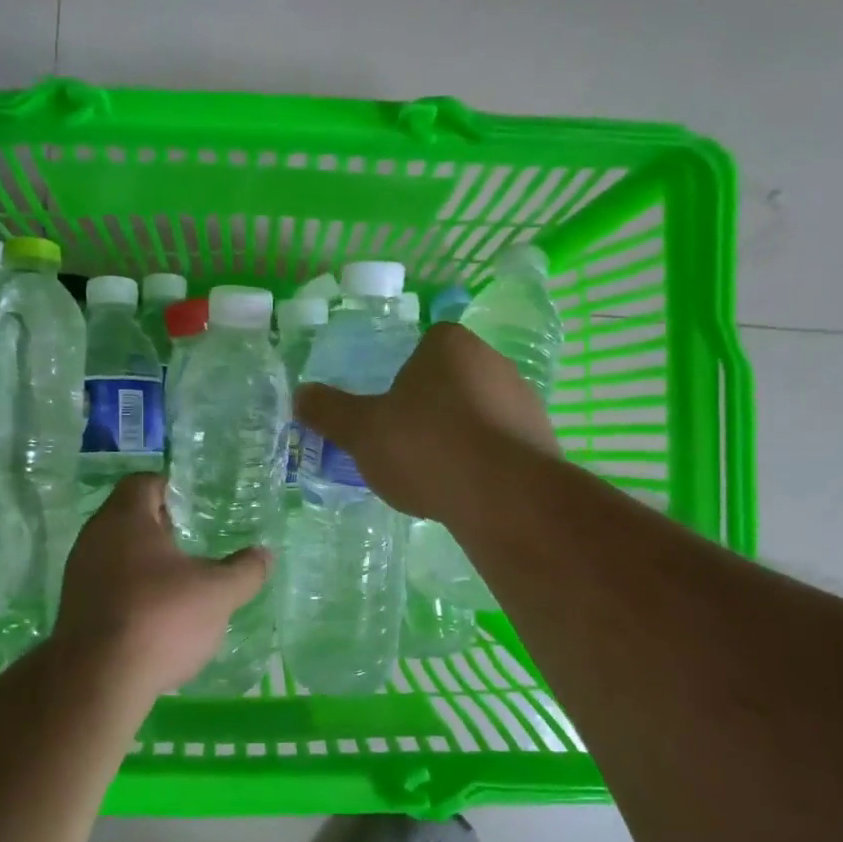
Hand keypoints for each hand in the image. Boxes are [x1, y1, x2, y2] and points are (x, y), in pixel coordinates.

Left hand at [51, 474, 270, 699]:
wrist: (97, 682)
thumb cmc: (160, 618)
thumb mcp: (218, 593)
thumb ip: (245, 570)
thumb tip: (265, 554)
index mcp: (125, 518)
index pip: (145, 482)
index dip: (173, 488)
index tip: (198, 506)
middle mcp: (94, 537)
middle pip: (130, 517)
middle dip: (163, 527)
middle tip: (197, 541)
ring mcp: (79, 574)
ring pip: (118, 553)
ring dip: (147, 562)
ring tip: (182, 581)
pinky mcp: (74, 609)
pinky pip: (108, 585)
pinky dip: (133, 590)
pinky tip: (158, 614)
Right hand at [293, 323, 560, 522]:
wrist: (505, 497)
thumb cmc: (426, 447)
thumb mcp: (362, 431)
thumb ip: (329, 411)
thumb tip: (300, 394)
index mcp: (450, 345)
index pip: (423, 344)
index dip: (401, 374)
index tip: (387, 409)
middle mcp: (493, 361)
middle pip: (450, 379)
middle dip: (428, 407)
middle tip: (402, 442)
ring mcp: (524, 401)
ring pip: (477, 413)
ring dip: (456, 436)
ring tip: (431, 474)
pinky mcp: (542, 441)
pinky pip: (500, 445)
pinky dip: (481, 462)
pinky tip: (463, 490)